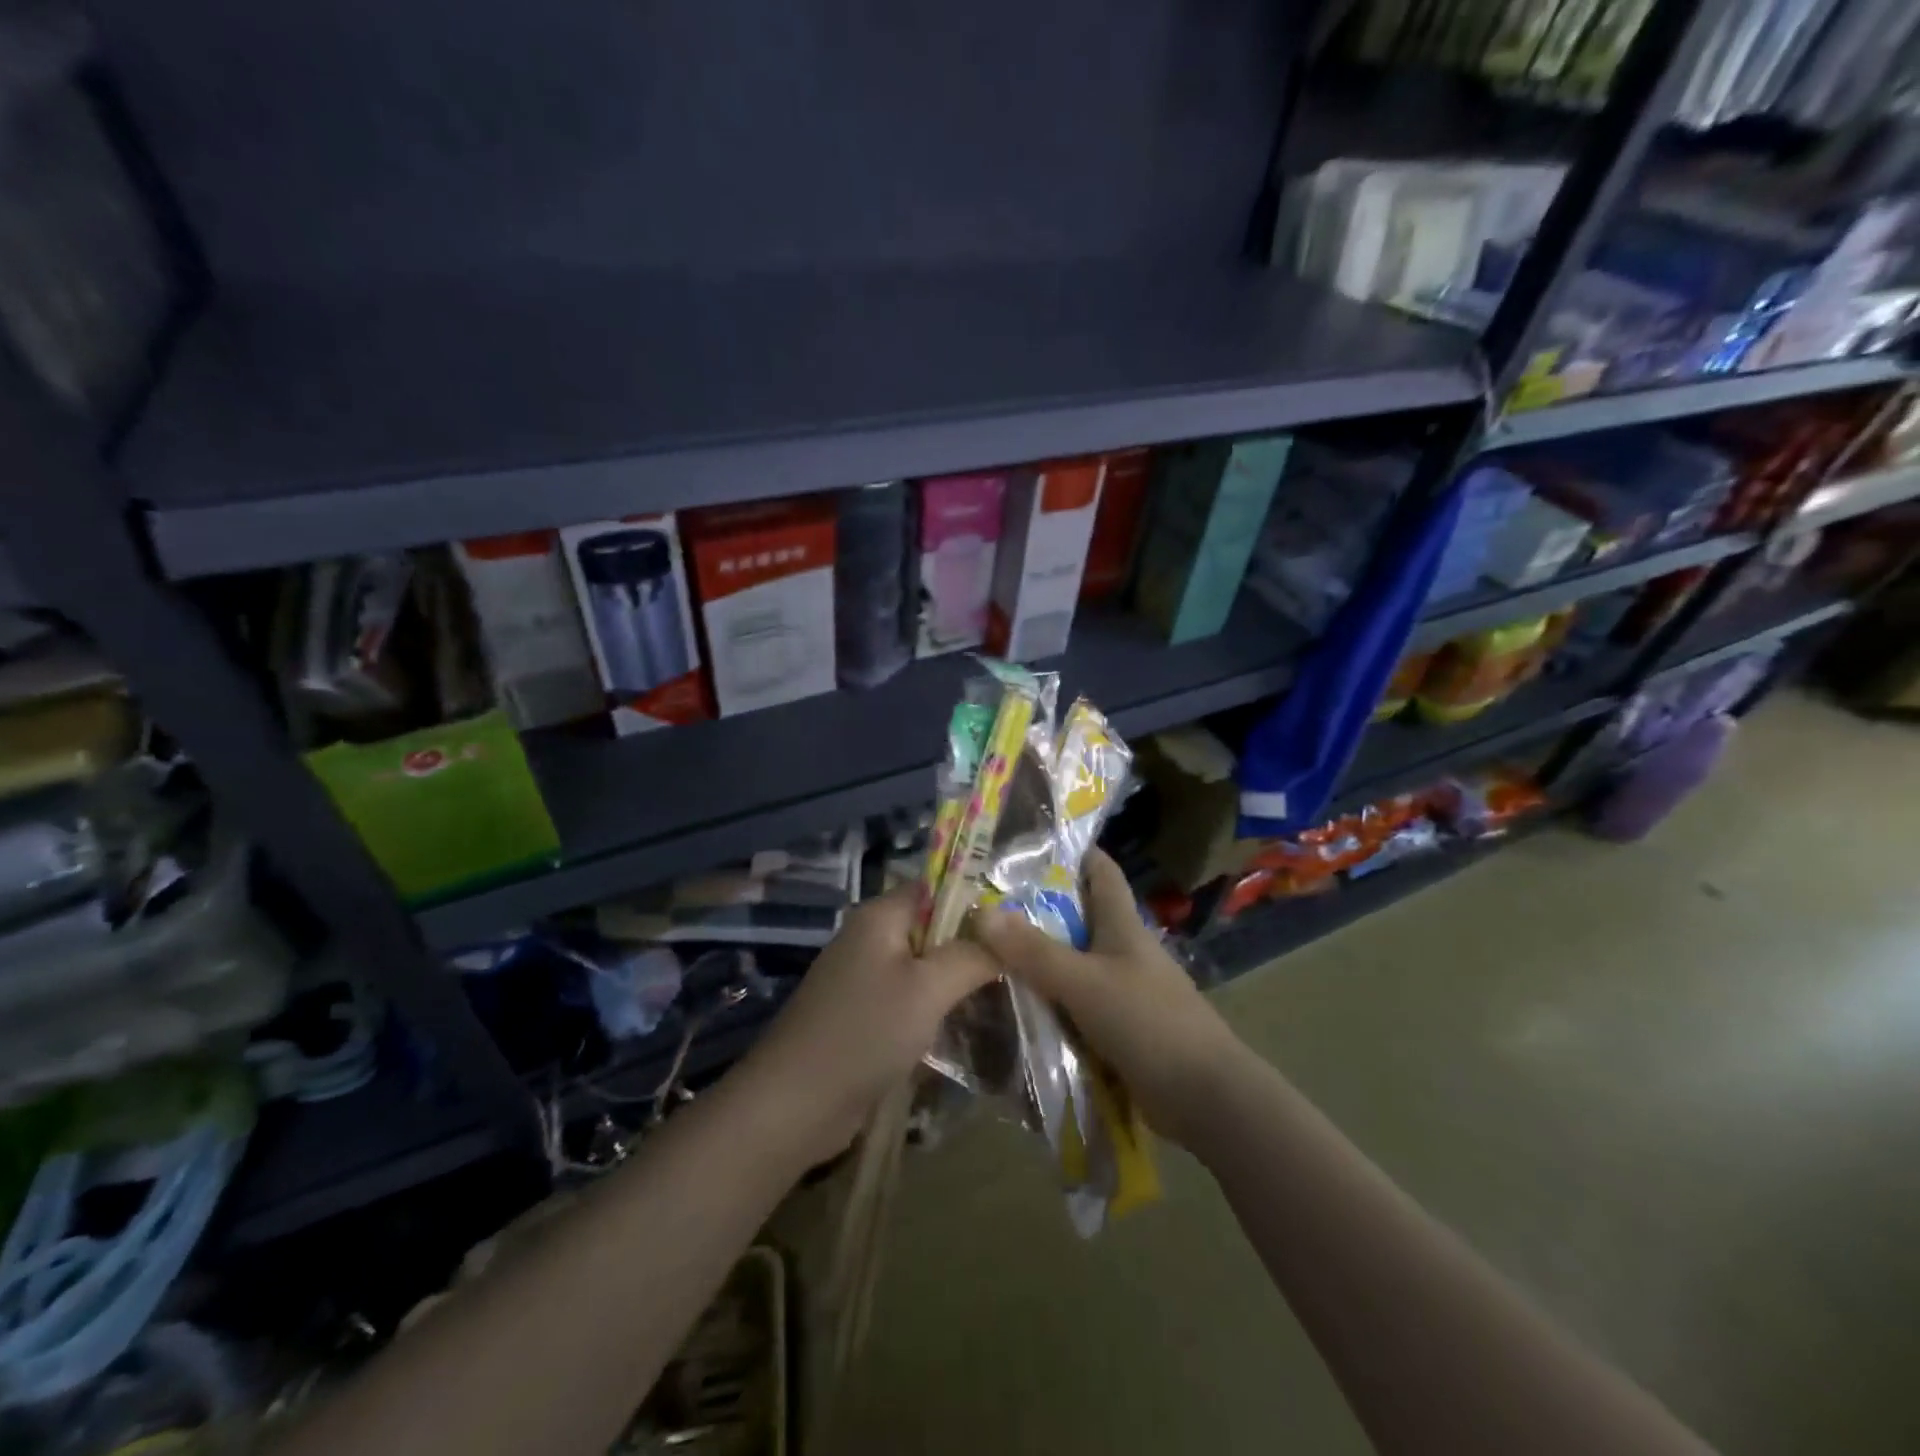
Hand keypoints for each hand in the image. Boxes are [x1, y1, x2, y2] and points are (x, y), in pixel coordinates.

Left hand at [738, 887, 996, 1159]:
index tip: (1018, 927)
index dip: (977, 900)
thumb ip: (971, 955)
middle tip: (1020, 966)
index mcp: (880, 916)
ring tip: (1005, 995)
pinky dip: (937, 1006)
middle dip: (973, 945)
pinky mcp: (865, 1014)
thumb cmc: (865, 1032)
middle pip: (934, 927)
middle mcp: (871, 938)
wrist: (795, 1105)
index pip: (938, 887)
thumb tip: (1007, 933)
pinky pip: (911, 997)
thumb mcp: (928, 989)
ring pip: (925, 966)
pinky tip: (969, 1025)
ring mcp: (865, 977)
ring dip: (958, 980)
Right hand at [969, 849, 1245, 1149]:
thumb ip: (1034, 951)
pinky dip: (1049, 1001)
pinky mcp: (1119, 1027)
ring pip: (1073, 963)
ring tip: (986, 954)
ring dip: (1038, 960)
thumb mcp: (1084, 982)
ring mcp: (1123, 989)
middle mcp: (1123, 950)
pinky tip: (1015, 1006)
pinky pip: (1075, 1004)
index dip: (1069, 852)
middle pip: (1078, 917)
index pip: (1099, 870)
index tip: (1024, 845)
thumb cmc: (1149, 1022)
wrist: (1205, 1097)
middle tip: (983, 905)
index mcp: (1123, 925)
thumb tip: (981, 914)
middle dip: (1036, 910)